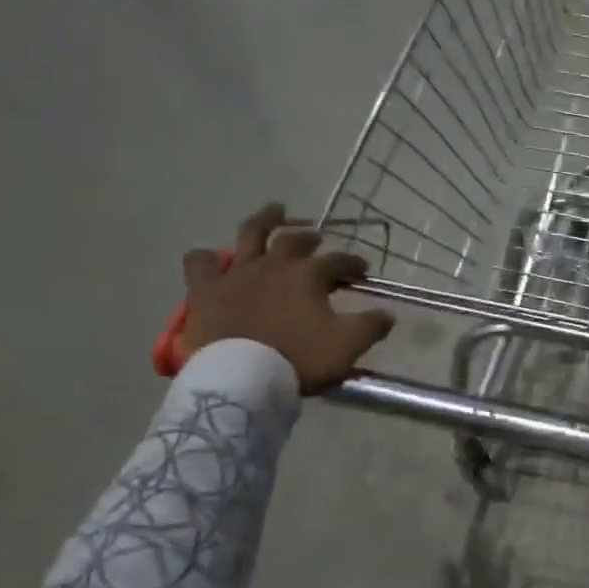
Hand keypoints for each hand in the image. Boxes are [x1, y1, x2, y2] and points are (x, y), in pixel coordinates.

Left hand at [181, 203, 394, 392]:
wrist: (243, 376)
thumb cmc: (299, 359)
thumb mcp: (347, 346)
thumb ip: (371, 327)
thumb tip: (387, 314)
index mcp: (309, 275)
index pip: (338, 262)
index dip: (353, 263)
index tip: (362, 270)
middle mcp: (274, 264)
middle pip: (295, 241)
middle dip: (311, 238)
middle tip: (318, 239)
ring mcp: (237, 273)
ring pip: (250, 234)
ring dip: (266, 220)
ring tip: (276, 210)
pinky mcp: (206, 289)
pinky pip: (200, 263)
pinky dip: (206, 259)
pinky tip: (211, 259)